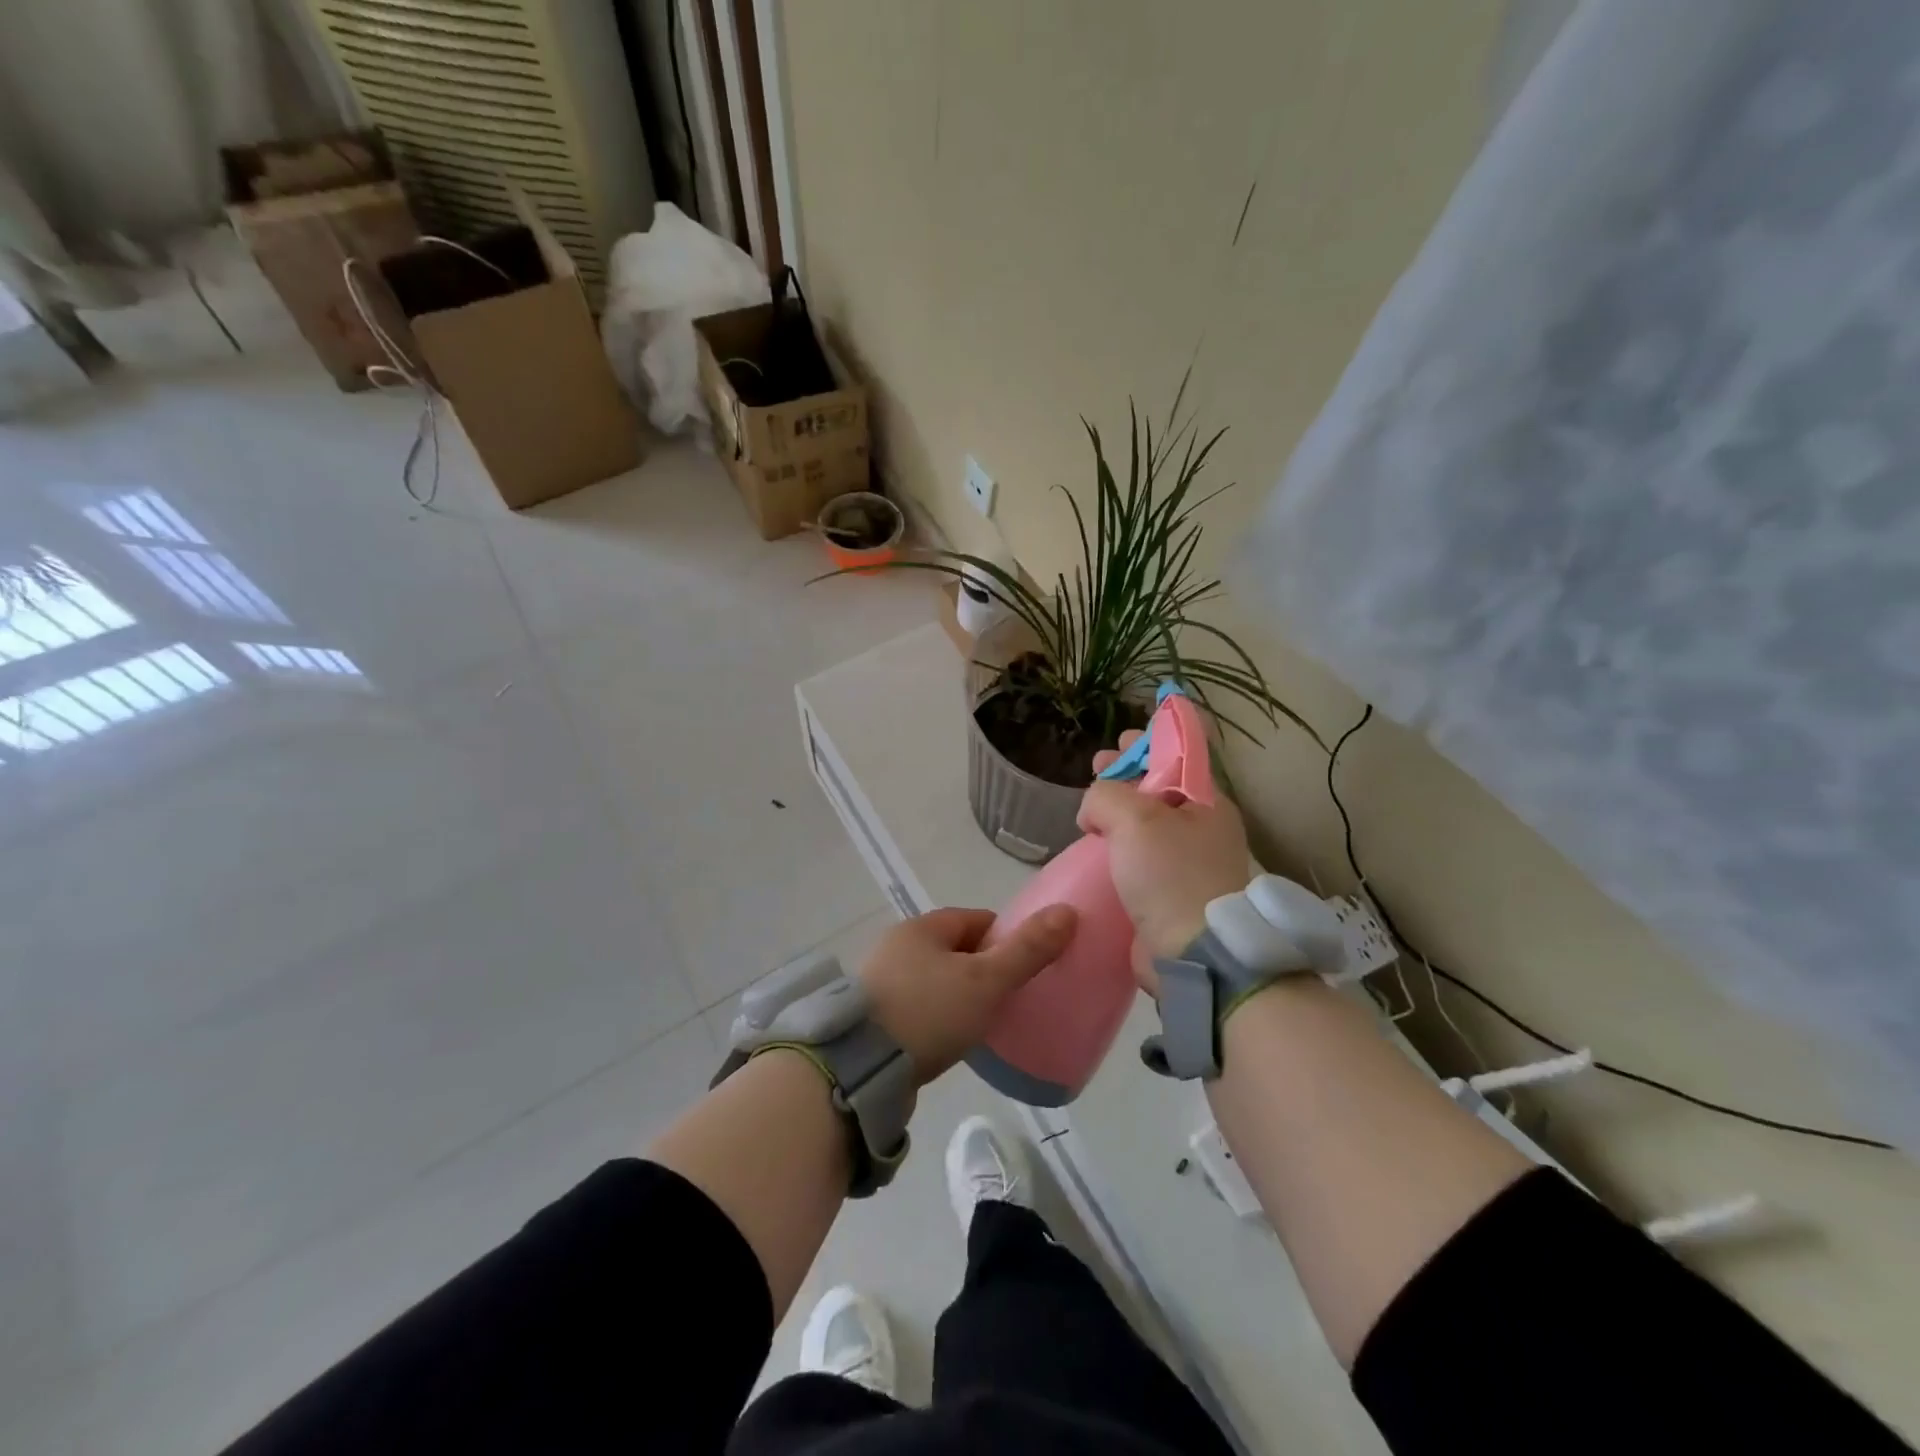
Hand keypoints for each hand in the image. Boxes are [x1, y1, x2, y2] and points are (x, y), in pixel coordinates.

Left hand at [857, 905, 1077, 1083]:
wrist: (858, 1068)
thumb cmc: (928, 1012)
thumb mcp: (985, 981)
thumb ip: (1026, 950)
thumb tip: (1067, 911)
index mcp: (923, 927)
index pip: (977, 920)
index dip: (1007, 938)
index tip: (1027, 966)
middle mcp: (898, 945)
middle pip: (957, 949)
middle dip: (985, 969)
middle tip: (1010, 999)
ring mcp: (882, 981)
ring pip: (937, 979)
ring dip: (960, 994)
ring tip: (984, 1023)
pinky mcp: (874, 1016)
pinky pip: (919, 1006)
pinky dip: (939, 1016)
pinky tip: (950, 1039)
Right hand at [1080, 730, 1251, 988]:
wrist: (1196, 953)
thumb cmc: (1171, 874)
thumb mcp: (1134, 818)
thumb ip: (1106, 795)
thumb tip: (1093, 811)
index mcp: (1206, 802)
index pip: (1177, 758)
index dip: (1147, 744)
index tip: (1120, 740)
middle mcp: (1203, 829)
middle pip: (1159, 789)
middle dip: (1126, 776)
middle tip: (1097, 766)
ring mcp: (1190, 864)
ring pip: (1147, 825)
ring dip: (1118, 814)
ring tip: (1089, 813)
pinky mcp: (1172, 895)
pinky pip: (1142, 859)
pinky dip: (1119, 848)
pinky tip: (1097, 849)